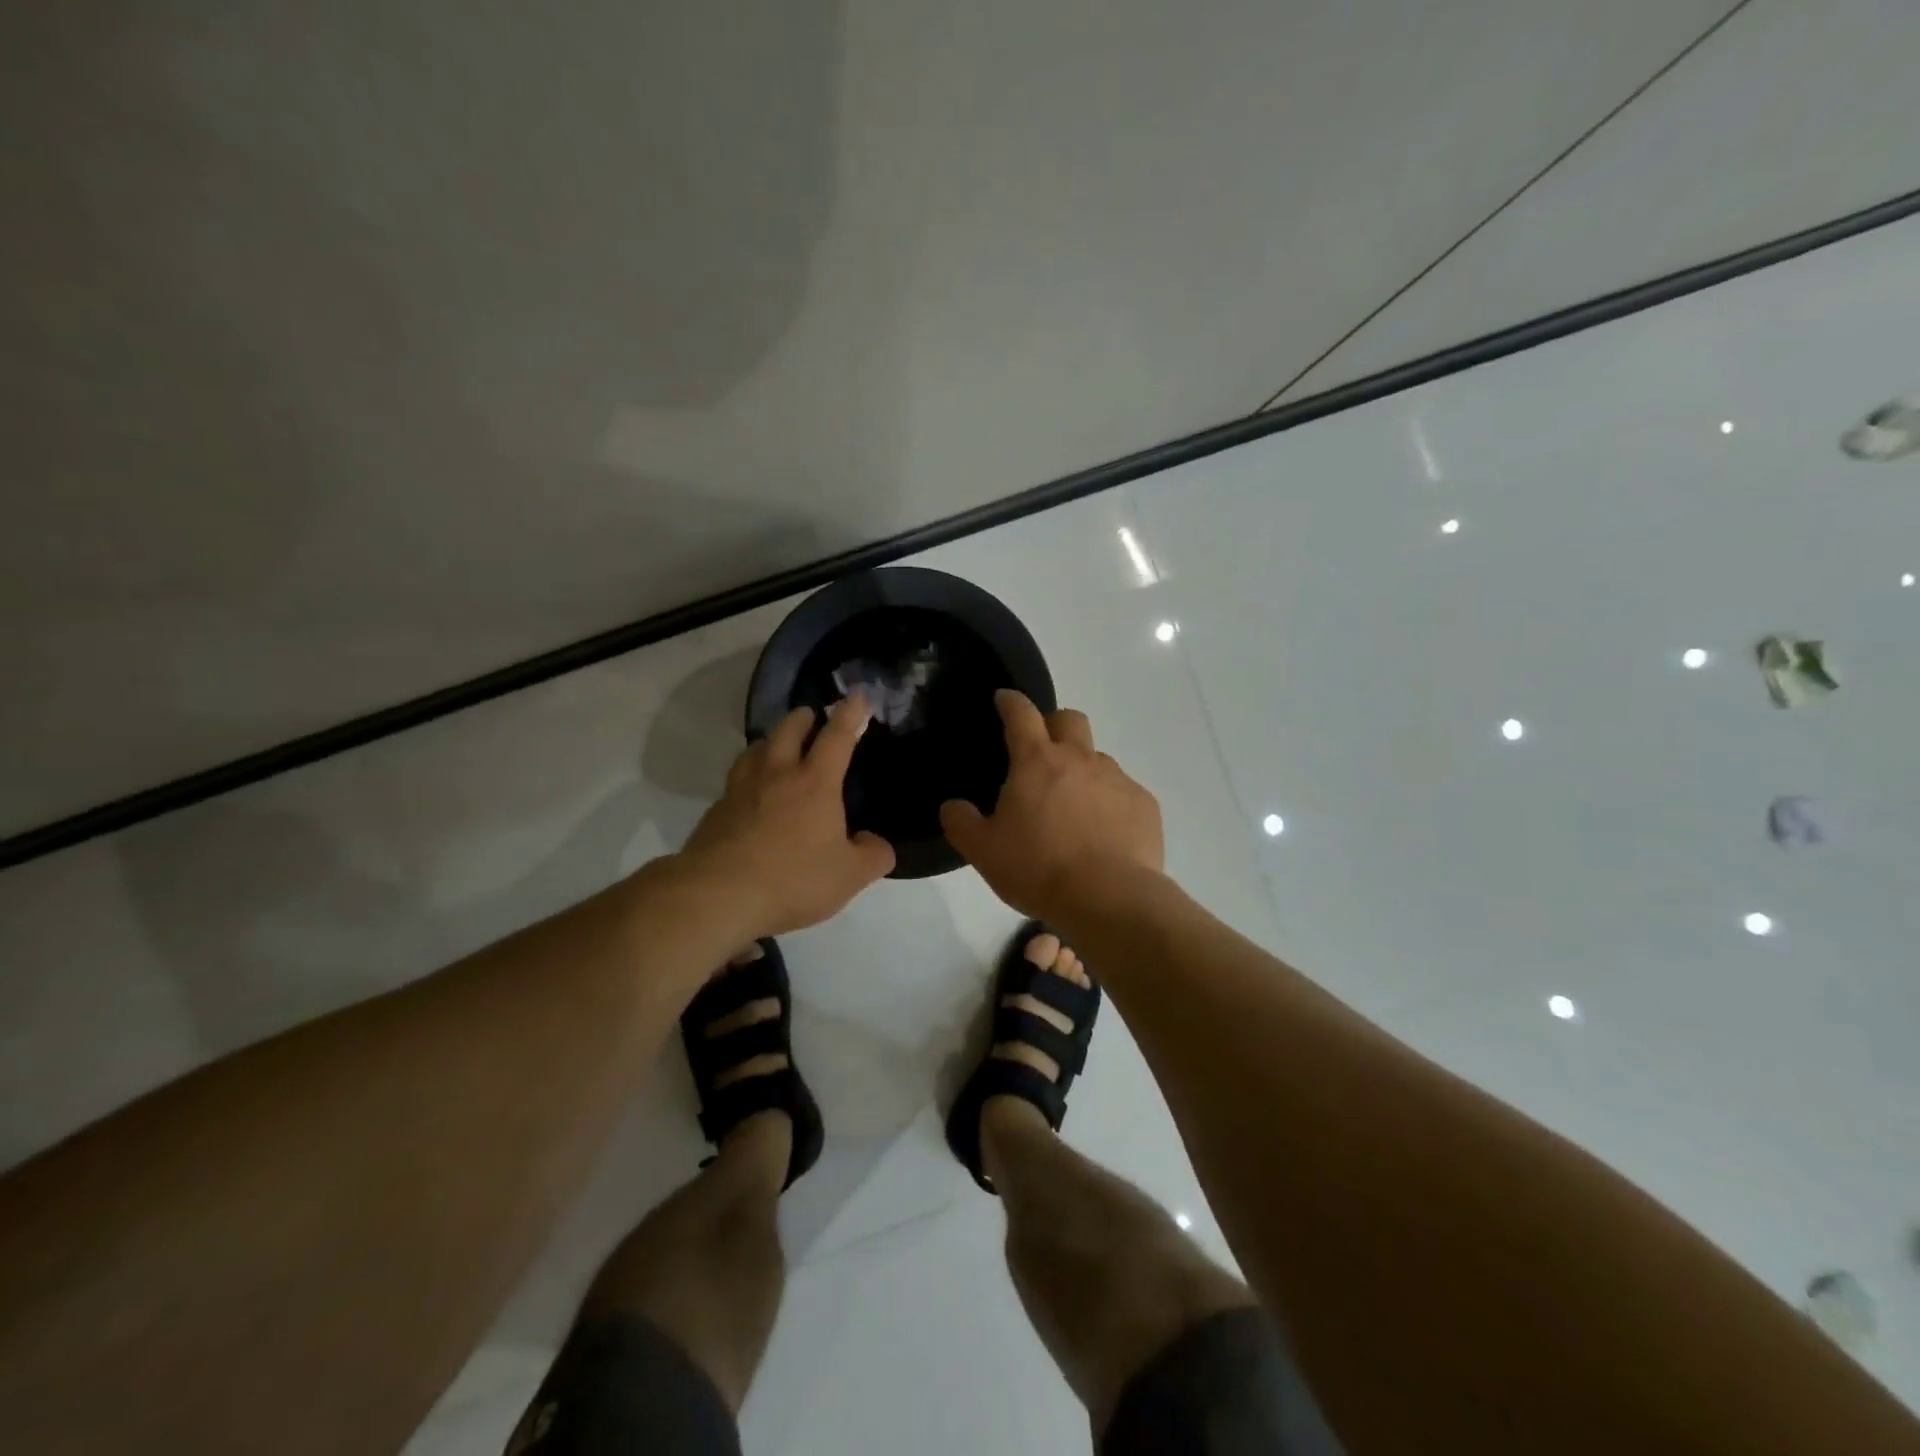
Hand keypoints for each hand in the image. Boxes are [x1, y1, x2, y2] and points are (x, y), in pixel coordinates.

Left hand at [678, 694, 895, 935]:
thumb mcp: (850, 876)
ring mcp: (741, 790)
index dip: (850, 713)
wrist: (718, 896)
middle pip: (788, 730)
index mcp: (815, 783)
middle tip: (811, 716)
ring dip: (771, 741)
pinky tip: (750, 794)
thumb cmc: (793, 879)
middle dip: (803, 717)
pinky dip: (748, 776)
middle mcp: (777, 775)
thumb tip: (876, 843)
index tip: (857, 694)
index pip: (837, 736)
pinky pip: (736, 781)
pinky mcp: (716, 812)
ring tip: (777, 747)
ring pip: (755, 750)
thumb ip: (873, 855)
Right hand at [939, 691, 1162, 919]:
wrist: (1110, 898)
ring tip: (1072, 809)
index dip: (1010, 701)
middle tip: (1041, 752)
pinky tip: (1102, 834)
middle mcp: (1080, 758)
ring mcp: (1117, 779)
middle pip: (1069, 719)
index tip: (1004, 699)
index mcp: (1037, 761)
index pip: (1021, 713)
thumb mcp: (983, 851)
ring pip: (1097, 758)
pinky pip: (1122, 791)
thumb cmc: (1039, 869)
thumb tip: (953, 806)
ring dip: (1082, 771)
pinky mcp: (1144, 804)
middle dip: (1053, 724)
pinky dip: (1108, 803)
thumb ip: (961, 822)